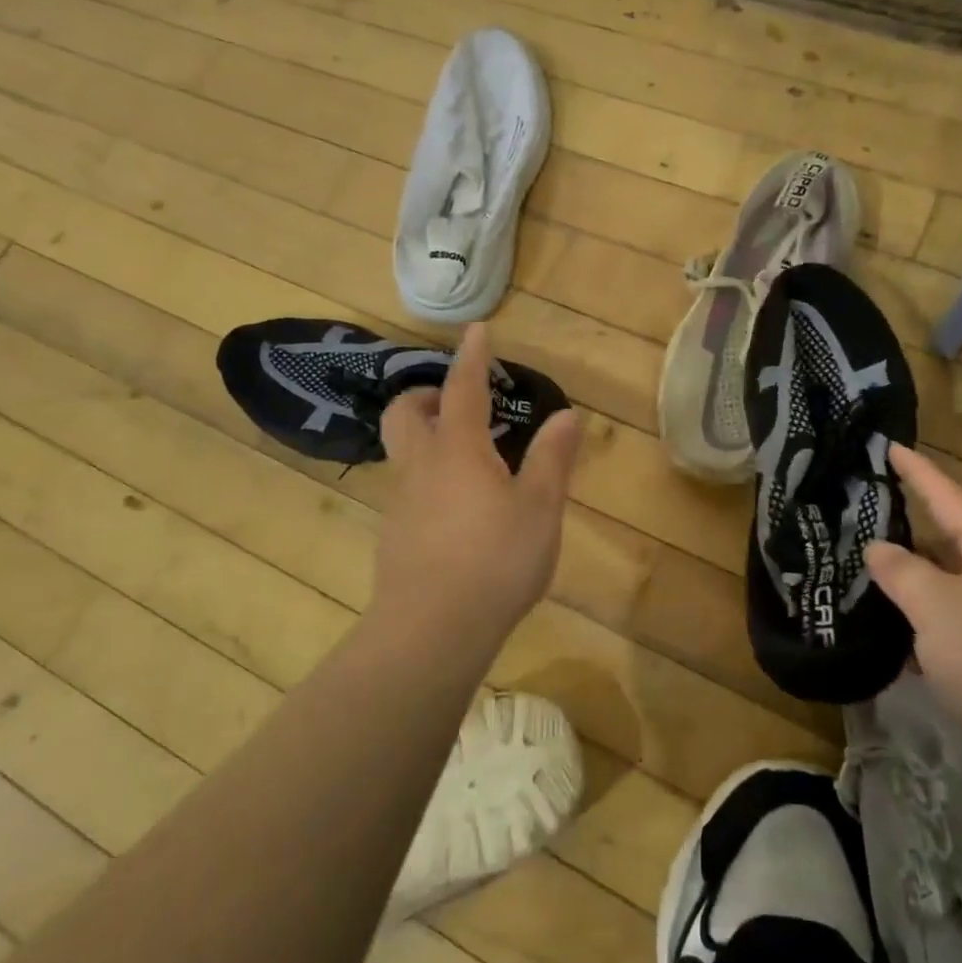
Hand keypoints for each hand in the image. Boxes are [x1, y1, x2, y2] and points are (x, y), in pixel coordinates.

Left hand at [373, 325, 581, 643]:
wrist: (431, 632)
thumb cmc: (495, 561)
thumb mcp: (539, 509)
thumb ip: (552, 459)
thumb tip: (567, 414)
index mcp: (459, 450)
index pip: (463, 389)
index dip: (472, 357)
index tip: (477, 330)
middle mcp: (421, 467)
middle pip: (405, 413)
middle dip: (425, 395)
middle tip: (456, 402)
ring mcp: (401, 503)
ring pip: (403, 453)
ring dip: (427, 438)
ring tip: (469, 457)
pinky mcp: (395, 537)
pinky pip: (409, 490)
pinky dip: (430, 479)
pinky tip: (460, 512)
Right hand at [866, 443, 961, 799]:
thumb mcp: (936, 606)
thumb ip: (901, 572)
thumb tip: (878, 548)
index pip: (947, 496)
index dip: (917, 471)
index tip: (890, 446)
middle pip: (952, 541)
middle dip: (912, 531)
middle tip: (867, 519)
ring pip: (955, 588)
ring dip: (918, 585)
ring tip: (873, 580)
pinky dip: (932, 628)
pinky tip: (902, 643)